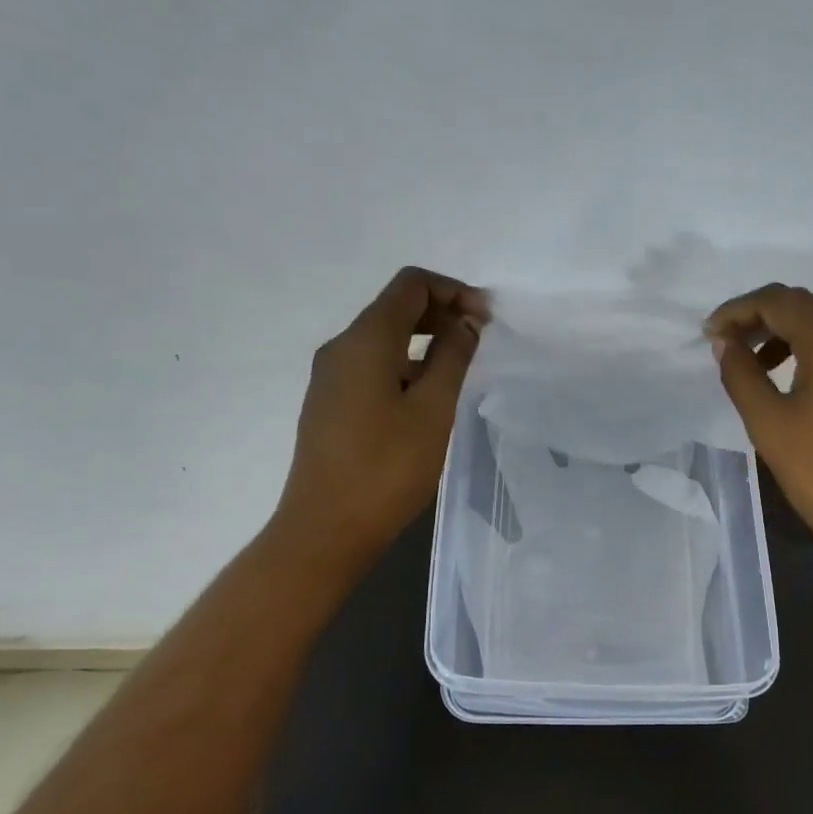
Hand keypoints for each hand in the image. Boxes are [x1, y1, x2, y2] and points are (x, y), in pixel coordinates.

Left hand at [272, 267, 486, 584]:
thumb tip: (466, 322)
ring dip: (424, 341)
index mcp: (365, 340)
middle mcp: (341, 348)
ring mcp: (330, 377)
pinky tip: (427, 397)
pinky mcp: (330, 404)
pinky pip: (372, 366)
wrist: (326, 528)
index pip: (410, 285)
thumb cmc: (386, 467)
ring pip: (383, 339)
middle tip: (479, 340)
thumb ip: (452, 357)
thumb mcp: (432, 409)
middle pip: (395, 307)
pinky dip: (405, 365)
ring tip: (459, 370)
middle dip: (441, 313)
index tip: (486, 320)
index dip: (453, 290)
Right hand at [706, 284, 812, 595]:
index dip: (737, 311)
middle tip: (730, 346)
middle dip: (763, 318)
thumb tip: (725, 342)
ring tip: (761, 367)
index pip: (779, 301)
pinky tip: (802, 383)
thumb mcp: (770, 425)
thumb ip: (741, 375)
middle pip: (808, 306)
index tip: (709, 334)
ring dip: (791, 333)